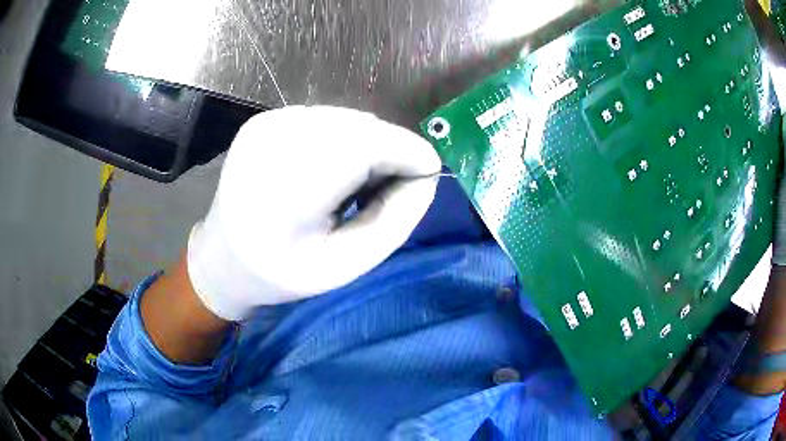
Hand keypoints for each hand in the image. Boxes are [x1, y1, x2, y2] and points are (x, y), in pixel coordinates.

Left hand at [187, 106, 440, 320]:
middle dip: (390, 151)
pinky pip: (324, 118)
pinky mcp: (263, 119)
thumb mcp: (347, 265)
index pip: (366, 146)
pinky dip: (343, 138)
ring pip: (345, 118)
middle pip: (359, 126)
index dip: (407, 152)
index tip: (430, 173)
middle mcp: (272, 144)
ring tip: (357, 182)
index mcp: (286, 193)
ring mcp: (264, 125)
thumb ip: (394, 220)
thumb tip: (426, 176)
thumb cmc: (283, 272)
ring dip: (367, 144)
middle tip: (390, 187)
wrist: (223, 255)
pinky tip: (331, 168)